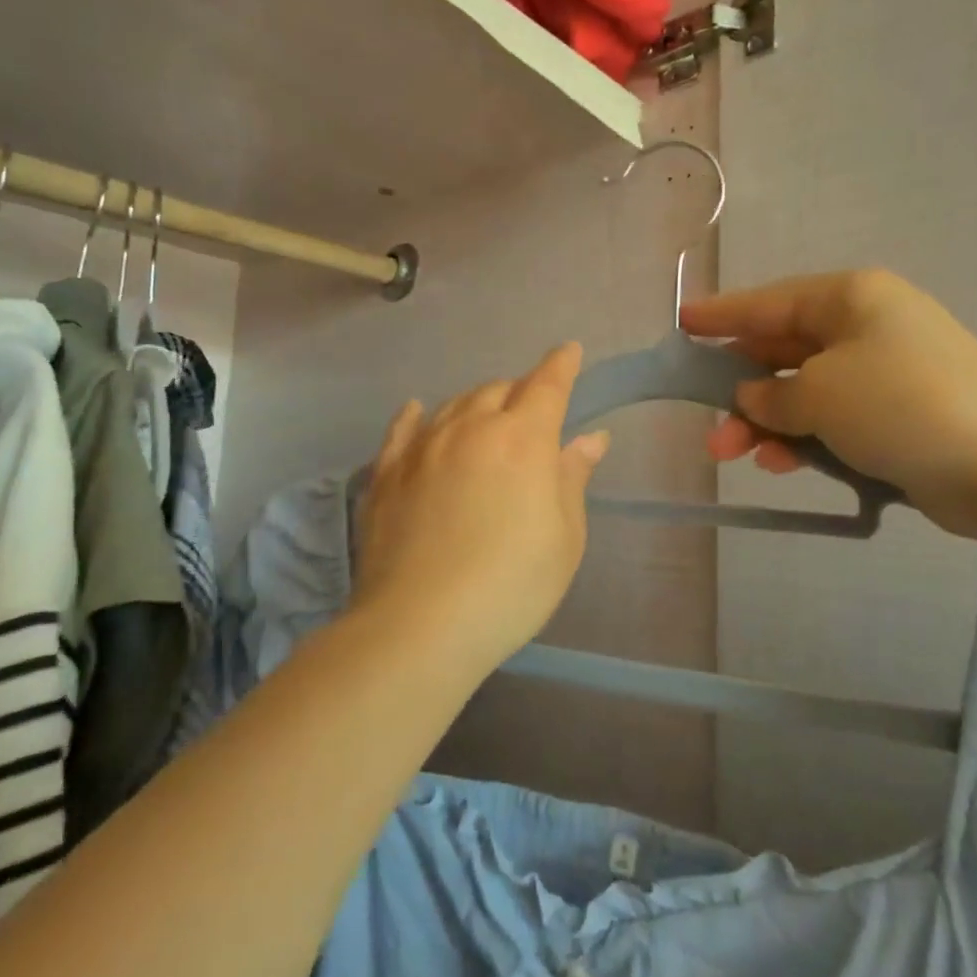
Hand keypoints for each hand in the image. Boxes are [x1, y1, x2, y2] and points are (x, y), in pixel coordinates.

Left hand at [353, 344, 610, 671]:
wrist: (420, 624)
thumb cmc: (511, 584)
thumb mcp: (563, 537)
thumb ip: (572, 478)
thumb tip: (590, 438)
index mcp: (522, 439)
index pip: (547, 385)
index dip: (562, 365)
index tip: (570, 352)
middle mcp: (471, 428)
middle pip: (499, 390)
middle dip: (520, 392)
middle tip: (531, 412)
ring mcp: (423, 447)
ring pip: (454, 404)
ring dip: (476, 403)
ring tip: (486, 419)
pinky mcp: (386, 473)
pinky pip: (403, 430)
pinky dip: (416, 415)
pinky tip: (417, 411)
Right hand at [681, 270, 976, 539]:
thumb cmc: (901, 405)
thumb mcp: (820, 393)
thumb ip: (772, 393)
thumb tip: (752, 396)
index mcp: (849, 298)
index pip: (768, 302)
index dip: (721, 315)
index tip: (681, 323)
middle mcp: (865, 327)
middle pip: (782, 350)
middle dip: (739, 388)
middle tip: (706, 424)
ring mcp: (883, 372)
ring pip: (803, 391)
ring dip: (766, 422)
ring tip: (733, 454)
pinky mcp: (895, 416)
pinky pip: (831, 420)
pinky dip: (802, 438)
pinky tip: (779, 464)